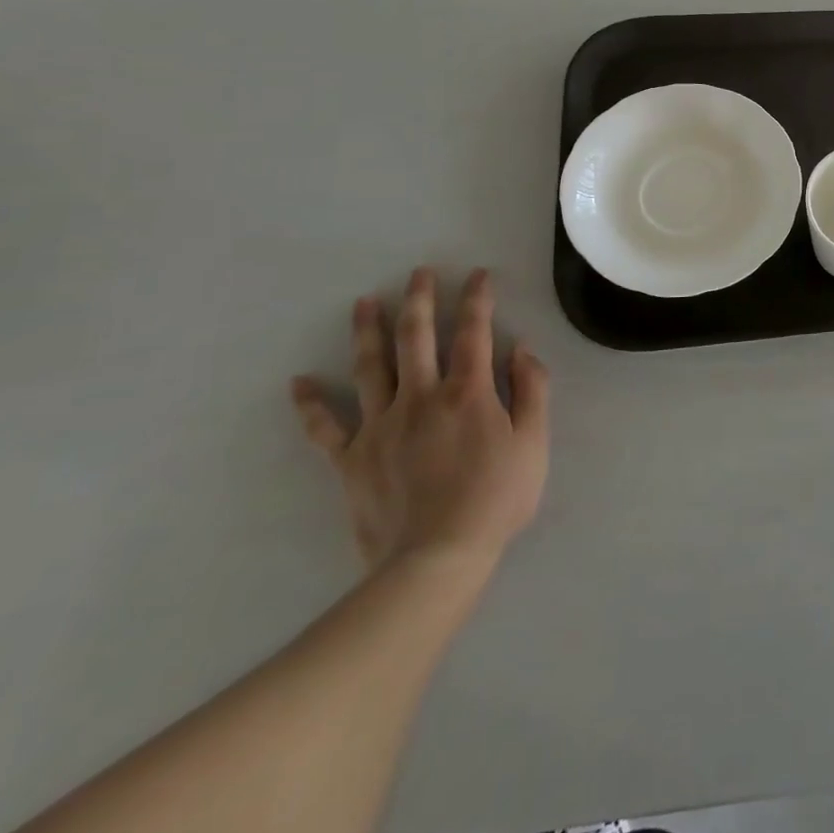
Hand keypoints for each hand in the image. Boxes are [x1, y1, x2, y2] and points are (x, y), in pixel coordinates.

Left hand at [291, 267, 548, 573]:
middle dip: (420, 300)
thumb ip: (532, 390)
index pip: (474, 332)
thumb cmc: (496, 498)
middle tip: (419, 273)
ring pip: (371, 368)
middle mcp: (421, 397)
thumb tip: (520, 349)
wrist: (436, 559)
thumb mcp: (534, 442)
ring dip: (368, 331)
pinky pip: (325, 428)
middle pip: (417, 337)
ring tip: (364, 302)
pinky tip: (299, 382)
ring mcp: (380, 426)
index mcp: (468, 392)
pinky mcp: (351, 459)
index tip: (478, 274)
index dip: (477, 299)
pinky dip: (310, 405)